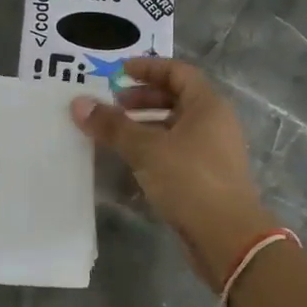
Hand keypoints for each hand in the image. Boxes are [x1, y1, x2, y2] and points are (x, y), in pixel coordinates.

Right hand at [72, 59, 272, 286]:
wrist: (228, 238)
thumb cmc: (190, 179)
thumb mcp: (146, 149)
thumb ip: (112, 125)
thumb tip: (78, 103)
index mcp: (207, 105)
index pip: (178, 72)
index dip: (148, 68)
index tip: (119, 71)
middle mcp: (214, 123)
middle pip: (176, 99)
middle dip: (143, 98)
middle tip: (113, 104)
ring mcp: (213, 152)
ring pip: (175, 127)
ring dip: (145, 126)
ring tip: (115, 134)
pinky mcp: (207, 178)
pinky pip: (176, 152)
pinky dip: (153, 150)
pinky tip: (129, 163)